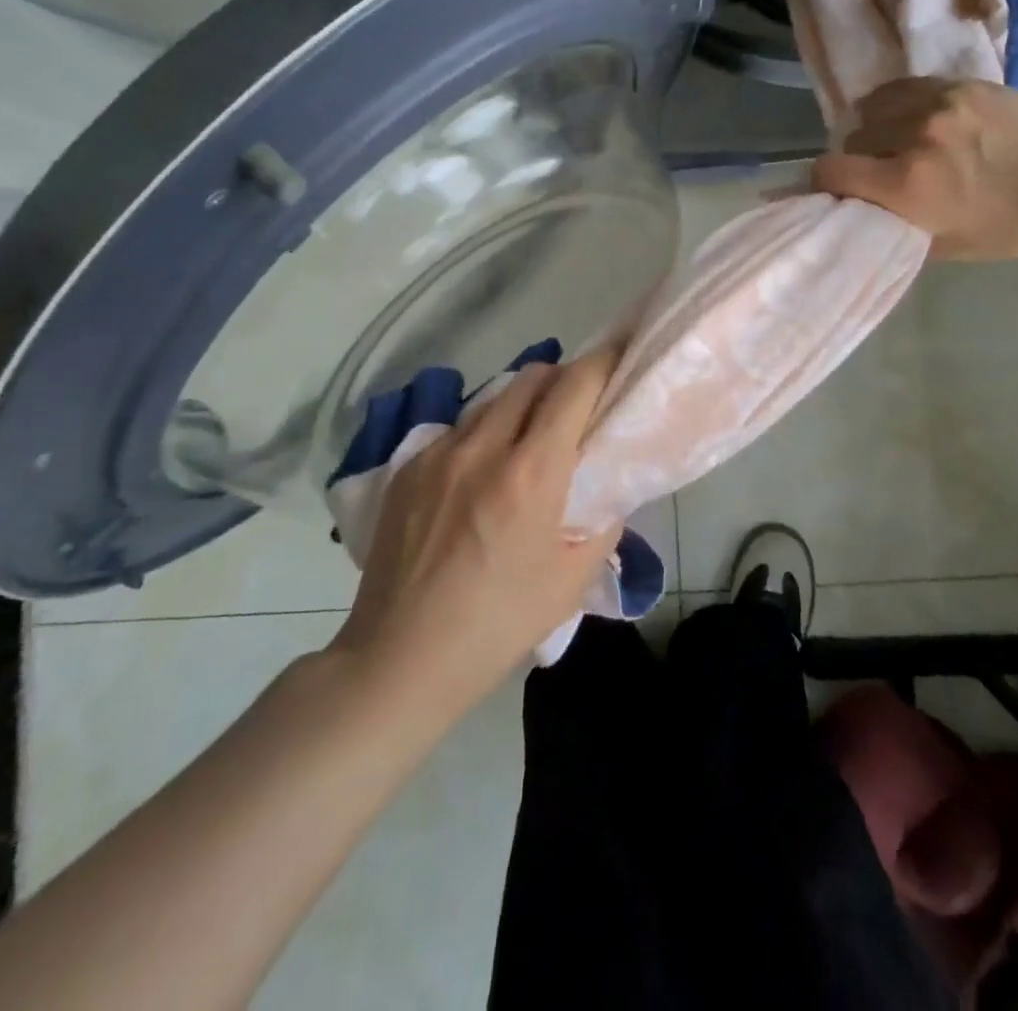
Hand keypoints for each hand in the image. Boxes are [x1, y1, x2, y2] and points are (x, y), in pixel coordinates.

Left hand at [334, 353, 619, 710]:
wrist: (400, 658)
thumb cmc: (498, 624)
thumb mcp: (572, 580)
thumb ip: (601, 520)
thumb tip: (607, 485)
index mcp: (531, 474)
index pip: (573, 388)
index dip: (601, 364)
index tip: (617, 359)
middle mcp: (482, 447)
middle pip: (532, 377)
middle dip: (562, 380)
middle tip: (576, 409)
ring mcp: (438, 453)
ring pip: (492, 400)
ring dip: (521, 406)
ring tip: (527, 441)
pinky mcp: (407, 468)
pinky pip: (458, 430)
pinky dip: (482, 435)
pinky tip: (480, 475)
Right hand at [811, 78, 1017, 259]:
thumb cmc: (1014, 227)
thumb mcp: (947, 246)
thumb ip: (896, 227)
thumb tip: (862, 213)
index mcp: (907, 185)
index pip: (831, 170)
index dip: (823, 181)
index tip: (835, 189)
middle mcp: (913, 137)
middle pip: (852, 138)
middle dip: (857, 157)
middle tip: (878, 172)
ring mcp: (938, 103)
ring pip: (874, 106)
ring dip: (875, 126)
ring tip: (894, 140)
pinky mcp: (961, 83)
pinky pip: (905, 87)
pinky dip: (897, 103)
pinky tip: (912, 117)